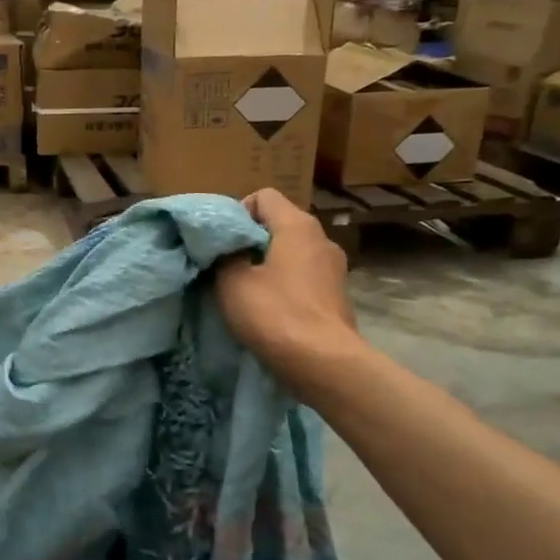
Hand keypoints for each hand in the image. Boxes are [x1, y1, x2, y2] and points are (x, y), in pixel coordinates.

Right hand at [216, 188, 360, 381]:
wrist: (324, 363)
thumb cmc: (275, 314)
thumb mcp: (232, 281)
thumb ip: (225, 256)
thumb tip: (228, 250)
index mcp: (297, 225)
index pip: (263, 196)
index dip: (237, 213)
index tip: (223, 243)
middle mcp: (321, 238)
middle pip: (278, 224)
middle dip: (250, 242)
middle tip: (227, 267)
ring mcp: (334, 267)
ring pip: (291, 252)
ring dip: (267, 265)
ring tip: (247, 290)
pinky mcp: (336, 294)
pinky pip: (303, 276)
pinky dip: (285, 285)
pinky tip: (271, 308)